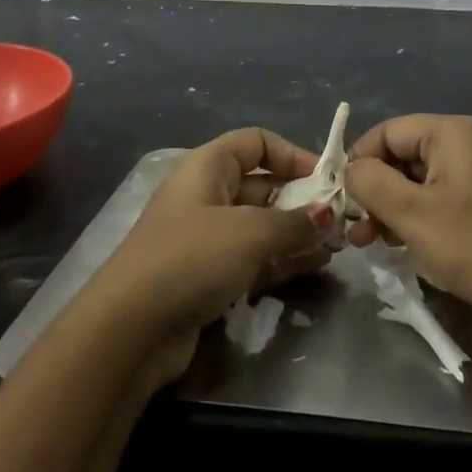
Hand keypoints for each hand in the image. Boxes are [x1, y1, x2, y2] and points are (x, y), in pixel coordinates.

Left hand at [91, 128, 333, 390]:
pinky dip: (283, 259)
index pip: (257, 142)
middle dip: (303, 199)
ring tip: (337, 246)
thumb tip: (329, 215)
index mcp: (208, 166)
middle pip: (263, 185)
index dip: (293, 154)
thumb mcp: (250, 233)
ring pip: (262, 225)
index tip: (327, 177)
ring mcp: (207, 237)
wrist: (130, 329)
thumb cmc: (192, 258)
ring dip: (298, 232)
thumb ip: (295, 222)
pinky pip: (254, 257)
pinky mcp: (208, 275)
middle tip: (341, 220)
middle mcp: (207, 194)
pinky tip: (315, 266)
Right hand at [345, 115, 471, 353]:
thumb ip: (371, 182)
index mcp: (454, 133)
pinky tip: (398, 245)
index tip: (340, 196)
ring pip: (420, 180)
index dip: (360, 159)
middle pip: (404, 154)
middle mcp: (470, 144)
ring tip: (368, 243)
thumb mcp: (411, 213)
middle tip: (354, 228)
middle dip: (374, 189)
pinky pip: (440, 199)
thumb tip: (352, 170)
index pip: (389, 131)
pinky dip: (416, 217)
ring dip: (391, 207)